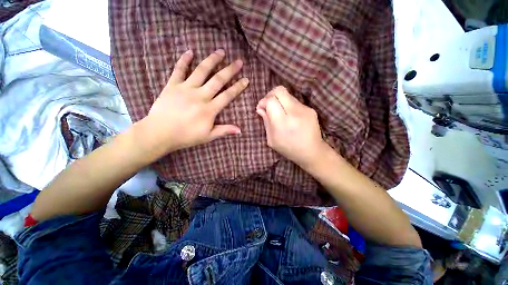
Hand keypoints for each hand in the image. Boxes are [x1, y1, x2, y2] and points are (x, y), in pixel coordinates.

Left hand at [142, 49, 248, 154]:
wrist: (159, 133)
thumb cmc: (186, 136)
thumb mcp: (208, 136)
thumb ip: (224, 130)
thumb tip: (240, 130)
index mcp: (210, 109)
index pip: (228, 95)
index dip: (238, 87)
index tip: (246, 79)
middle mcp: (200, 96)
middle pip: (218, 80)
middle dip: (230, 70)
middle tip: (239, 62)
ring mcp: (186, 88)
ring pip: (201, 71)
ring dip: (212, 60)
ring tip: (221, 51)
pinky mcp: (172, 85)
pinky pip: (179, 70)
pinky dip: (184, 60)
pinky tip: (190, 51)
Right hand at [256, 86, 327, 167]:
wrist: (311, 152)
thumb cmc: (288, 149)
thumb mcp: (272, 140)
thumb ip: (266, 122)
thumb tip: (260, 108)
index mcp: (283, 123)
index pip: (271, 100)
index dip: (263, 101)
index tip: (261, 107)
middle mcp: (295, 113)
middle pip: (279, 91)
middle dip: (270, 95)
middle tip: (268, 105)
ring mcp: (305, 109)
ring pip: (287, 94)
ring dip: (279, 100)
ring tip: (279, 111)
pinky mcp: (311, 109)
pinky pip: (294, 101)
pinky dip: (287, 105)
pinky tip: (288, 115)